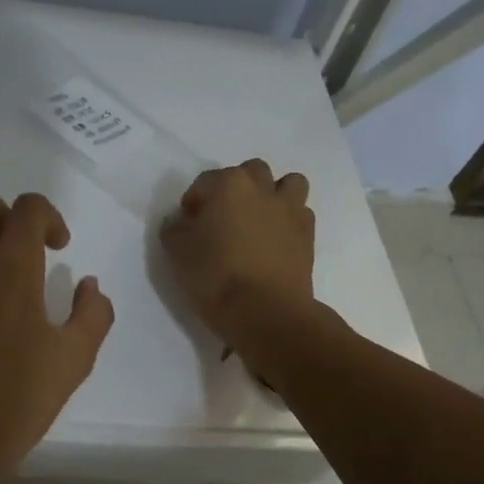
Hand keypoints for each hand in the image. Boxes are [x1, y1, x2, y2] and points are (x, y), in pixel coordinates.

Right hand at [159, 160, 314, 346]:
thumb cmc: (215, 275)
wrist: (265, 311)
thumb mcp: (177, 252)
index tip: (188, 225)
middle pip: (251, 171)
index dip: (193, 202)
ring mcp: (290, 210)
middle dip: (237, 187)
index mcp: (229, 185)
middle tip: (224, 216)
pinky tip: (276, 240)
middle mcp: (262, 188)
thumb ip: (175, 229)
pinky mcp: (308, 235)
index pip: (205, 181)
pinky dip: (289, 220)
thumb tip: (180, 222)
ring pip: (289, 183)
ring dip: (274, 194)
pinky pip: (301, 213)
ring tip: (259, 219)